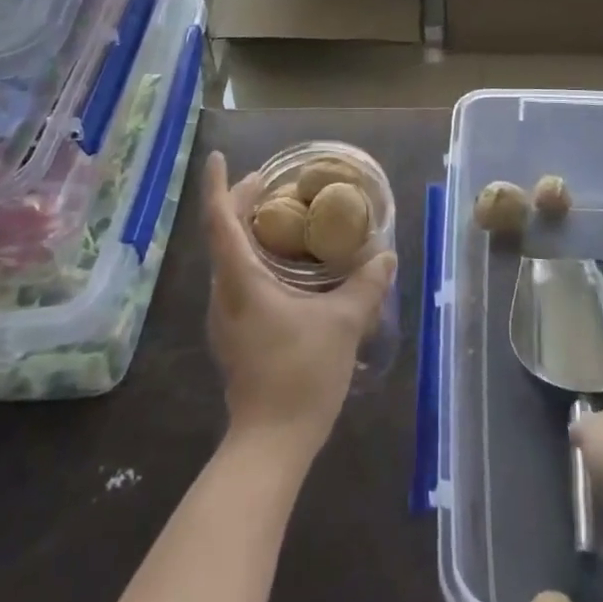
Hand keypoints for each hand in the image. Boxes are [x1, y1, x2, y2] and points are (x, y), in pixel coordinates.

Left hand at [203, 152, 397, 457]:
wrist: (271, 444)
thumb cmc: (300, 375)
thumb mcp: (342, 325)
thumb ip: (365, 286)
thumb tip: (386, 255)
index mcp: (240, 280)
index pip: (219, 220)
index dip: (217, 185)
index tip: (218, 157)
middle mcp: (223, 292)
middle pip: (221, 234)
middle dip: (238, 202)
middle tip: (268, 182)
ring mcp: (225, 316)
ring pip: (227, 258)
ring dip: (245, 229)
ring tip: (278, 215)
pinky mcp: (234, 334)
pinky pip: (236, 278)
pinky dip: (252, 256)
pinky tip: (281, 264)